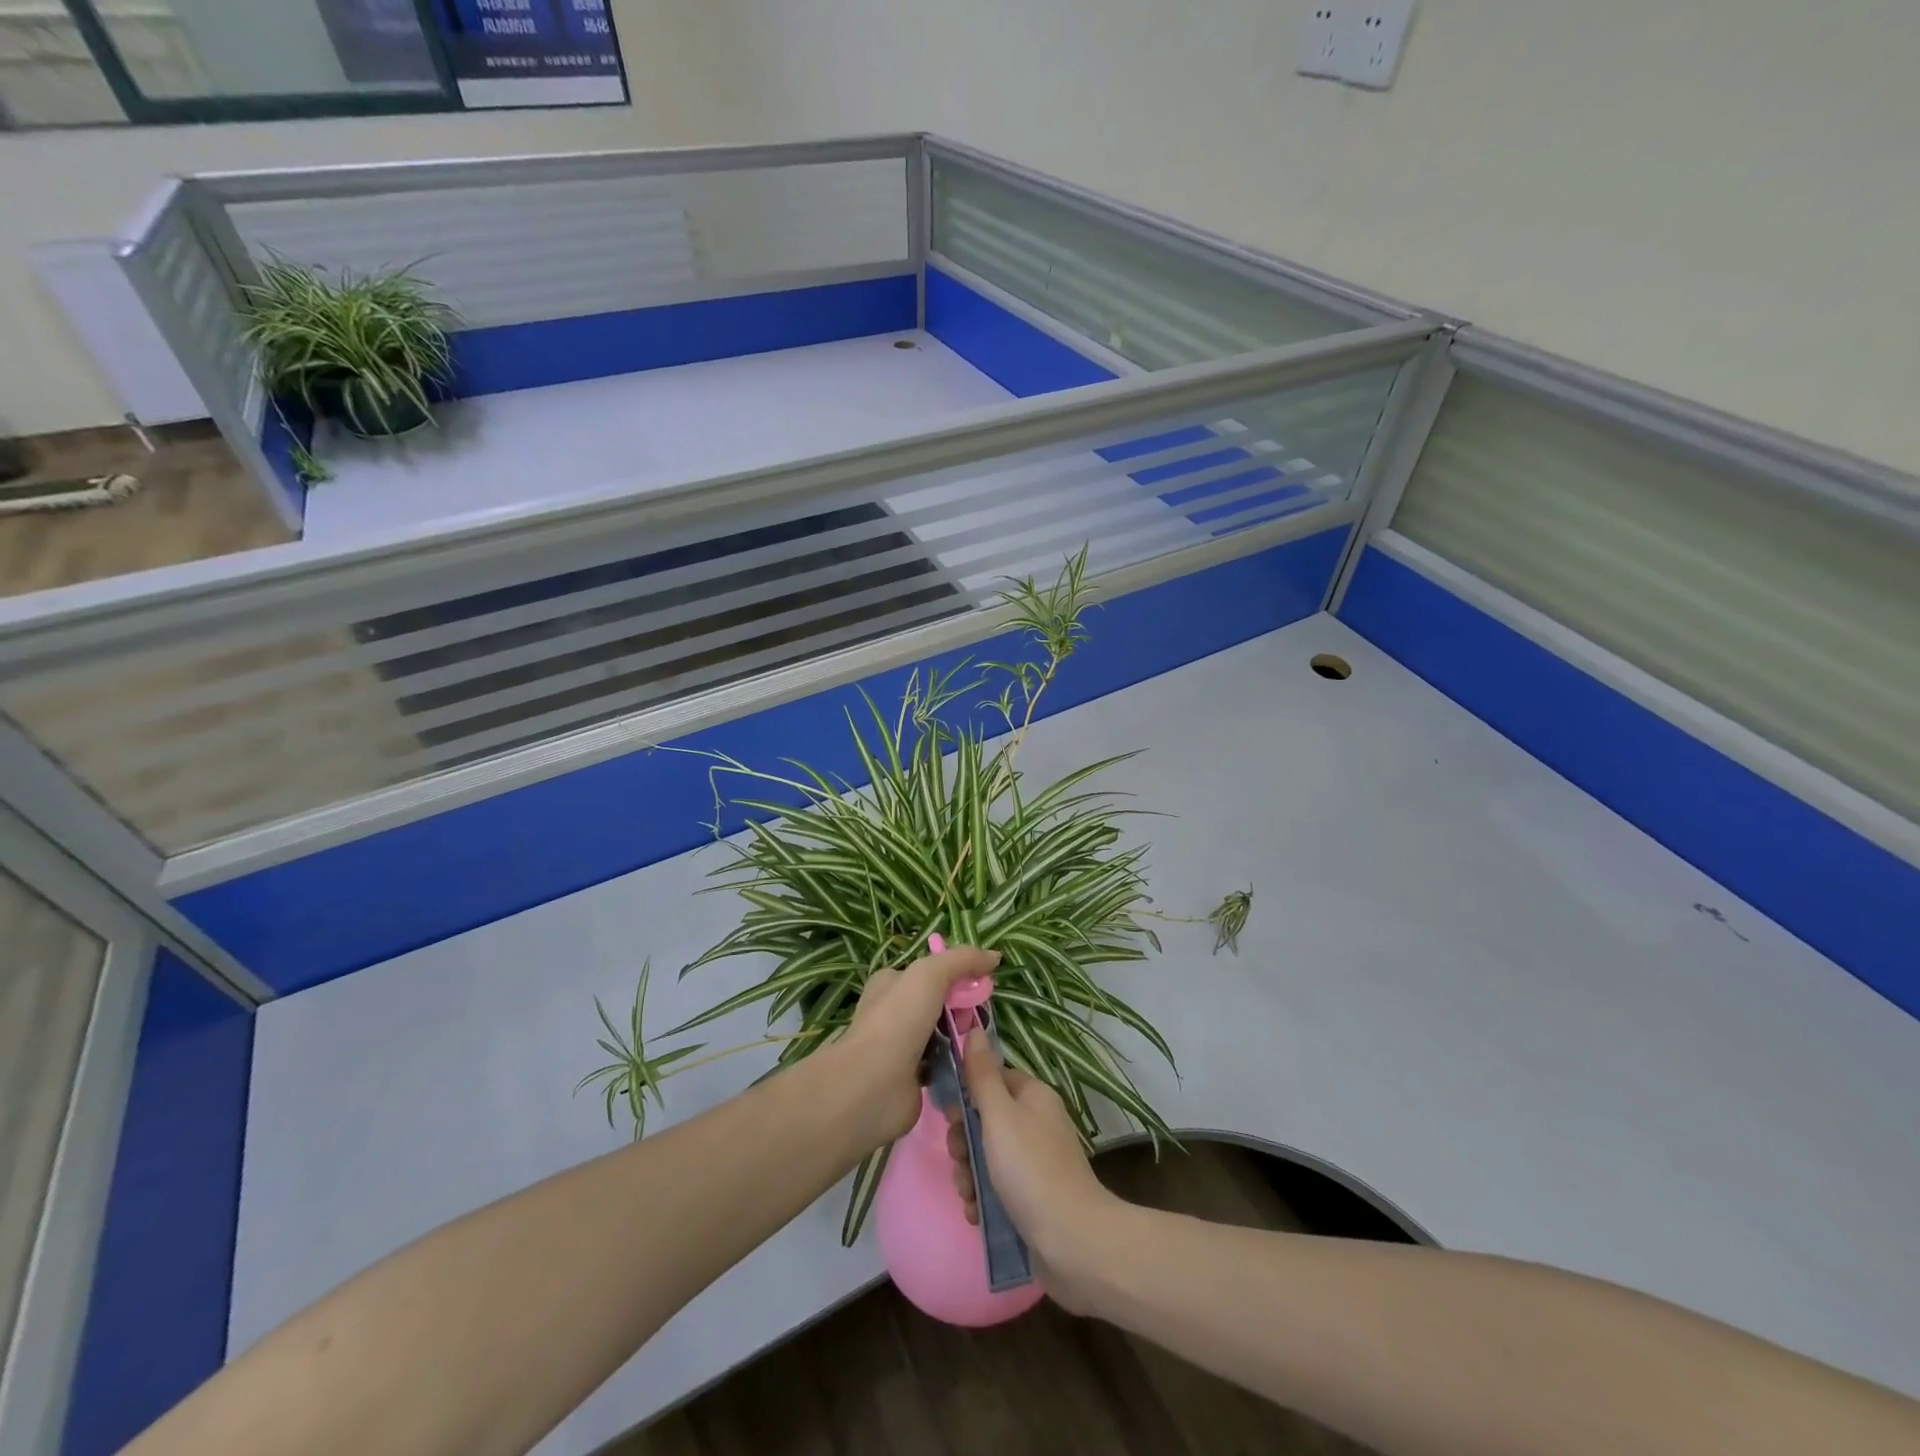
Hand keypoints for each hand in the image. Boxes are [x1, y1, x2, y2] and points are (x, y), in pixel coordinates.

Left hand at [841, 945, 1000, 1143]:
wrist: (873, 1085)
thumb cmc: (898, 1020)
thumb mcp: (930, 975)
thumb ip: (963, 960)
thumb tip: (994, 956)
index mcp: (891, 983)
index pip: (931, 973)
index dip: (958, 976)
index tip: (980, 986)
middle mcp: (894, 1013)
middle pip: (941, 1004)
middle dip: (962, 1009)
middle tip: (973, 1020)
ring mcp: (902, 1047)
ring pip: (944, 1035)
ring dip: (962, 1038)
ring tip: (975, 1045)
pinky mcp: (912, 1078)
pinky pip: (944, 1064)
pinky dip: (957, 1065)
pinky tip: (969, 1067)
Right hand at [946, 1027, 1118, 1306]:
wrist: (1073, 1242)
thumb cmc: (1031, 1169)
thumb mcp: (999, 1115)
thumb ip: (981, 1075)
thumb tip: (974, 1028)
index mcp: (1033, 1097)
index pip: (992, 1080)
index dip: (967, 1095)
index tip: (949, 1117)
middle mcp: (1036, 1124)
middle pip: (985, 1121)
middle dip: (964, 1142)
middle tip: (959, 1160)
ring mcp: (1035, 1163)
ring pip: (987, 1157)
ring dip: (969, 1174)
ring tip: (968, 1195)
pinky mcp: (1033, 1198)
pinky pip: (997, 1189)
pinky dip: (983, 1199)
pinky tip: (977, 1213)